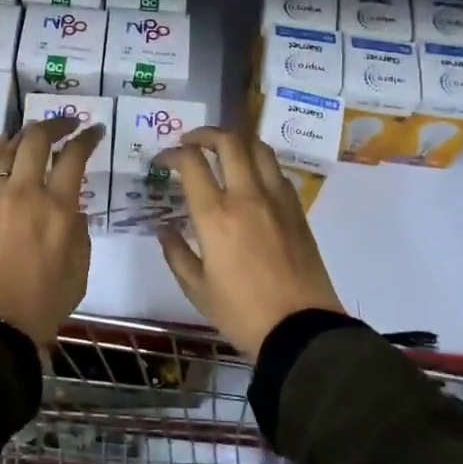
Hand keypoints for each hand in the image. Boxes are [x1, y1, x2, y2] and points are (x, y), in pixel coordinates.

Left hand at [0, 117, 103, 344]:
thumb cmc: (40, 306)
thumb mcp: (78, 272)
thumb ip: (77, 233)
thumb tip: (69, 208)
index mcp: (57, 209)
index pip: (74, 156)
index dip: (87, 138)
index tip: (94, 130)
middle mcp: (24, 192)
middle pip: (36, 140)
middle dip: (55, 124)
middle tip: (67, 124)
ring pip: (6, 148)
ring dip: (24, 135)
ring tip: (34, 134)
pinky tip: (3, 150)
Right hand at [155, 128, 343, 360]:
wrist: (300, 328)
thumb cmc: (241, 312)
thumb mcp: (196, 288)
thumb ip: (175, 252)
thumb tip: (163, 227)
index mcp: (215, 215)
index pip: (191, 163)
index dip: (172, 154)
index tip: (162, 161)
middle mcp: (247, 196)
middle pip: (229, 141)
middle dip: (204, 134)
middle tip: (190, 143)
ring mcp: (277, 199)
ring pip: (259, 148)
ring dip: (236, 141)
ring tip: (222, 151)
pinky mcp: (297, 209)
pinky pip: (276, 171)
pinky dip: (258, 163)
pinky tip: (250, 178)